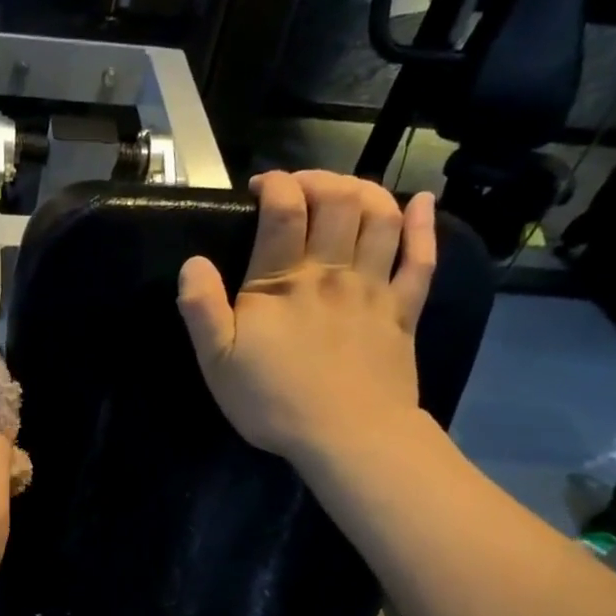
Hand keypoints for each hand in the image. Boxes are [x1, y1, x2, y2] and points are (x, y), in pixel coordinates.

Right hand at [177, 170, 436, 472]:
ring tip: (346, 190)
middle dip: (319, 178)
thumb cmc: (274, 402)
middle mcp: (332, 272)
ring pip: (380, 218)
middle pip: (338, 200)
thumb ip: (201, 310)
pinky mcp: (403, 311)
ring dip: (365, 191)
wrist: (348, 437)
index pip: (284, 210)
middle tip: (300, 186)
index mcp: (282, 283)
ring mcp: (374, 289)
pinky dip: (423, 225)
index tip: (260, 186)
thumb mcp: (217, 363)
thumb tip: (193, 262)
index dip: (275, 185)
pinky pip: (420, 258)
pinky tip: (421, 203)